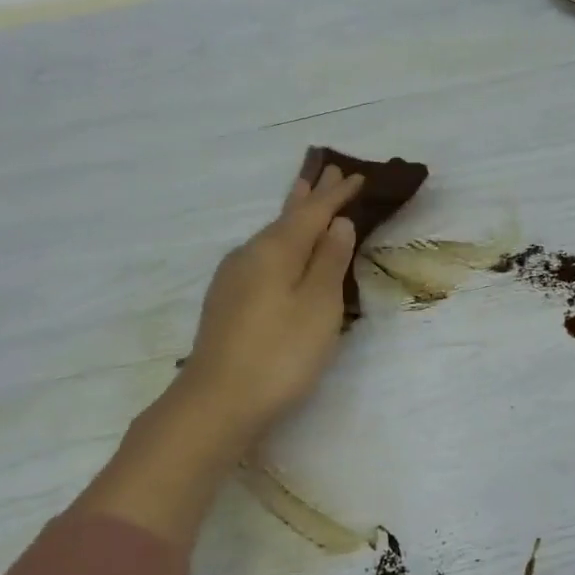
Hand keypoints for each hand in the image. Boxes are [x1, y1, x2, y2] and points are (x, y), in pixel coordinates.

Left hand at [176, 163, 362, 447]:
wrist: (217, 402)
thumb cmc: (280, 353)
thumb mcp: (318, 306)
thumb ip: (329, 262)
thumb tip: (338, 224)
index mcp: (275, 250)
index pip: (312, 213)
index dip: (336, 195)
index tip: (356, 175)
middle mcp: (249, 255)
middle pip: (286, 218)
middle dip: (310, 196)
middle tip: (329, 171)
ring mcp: (233, 279)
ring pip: (271, 237)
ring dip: (293, 217)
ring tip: (305, 198)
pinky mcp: (227, 302)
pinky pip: (262, 257)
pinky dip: (281, 244)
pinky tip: (282, 251)